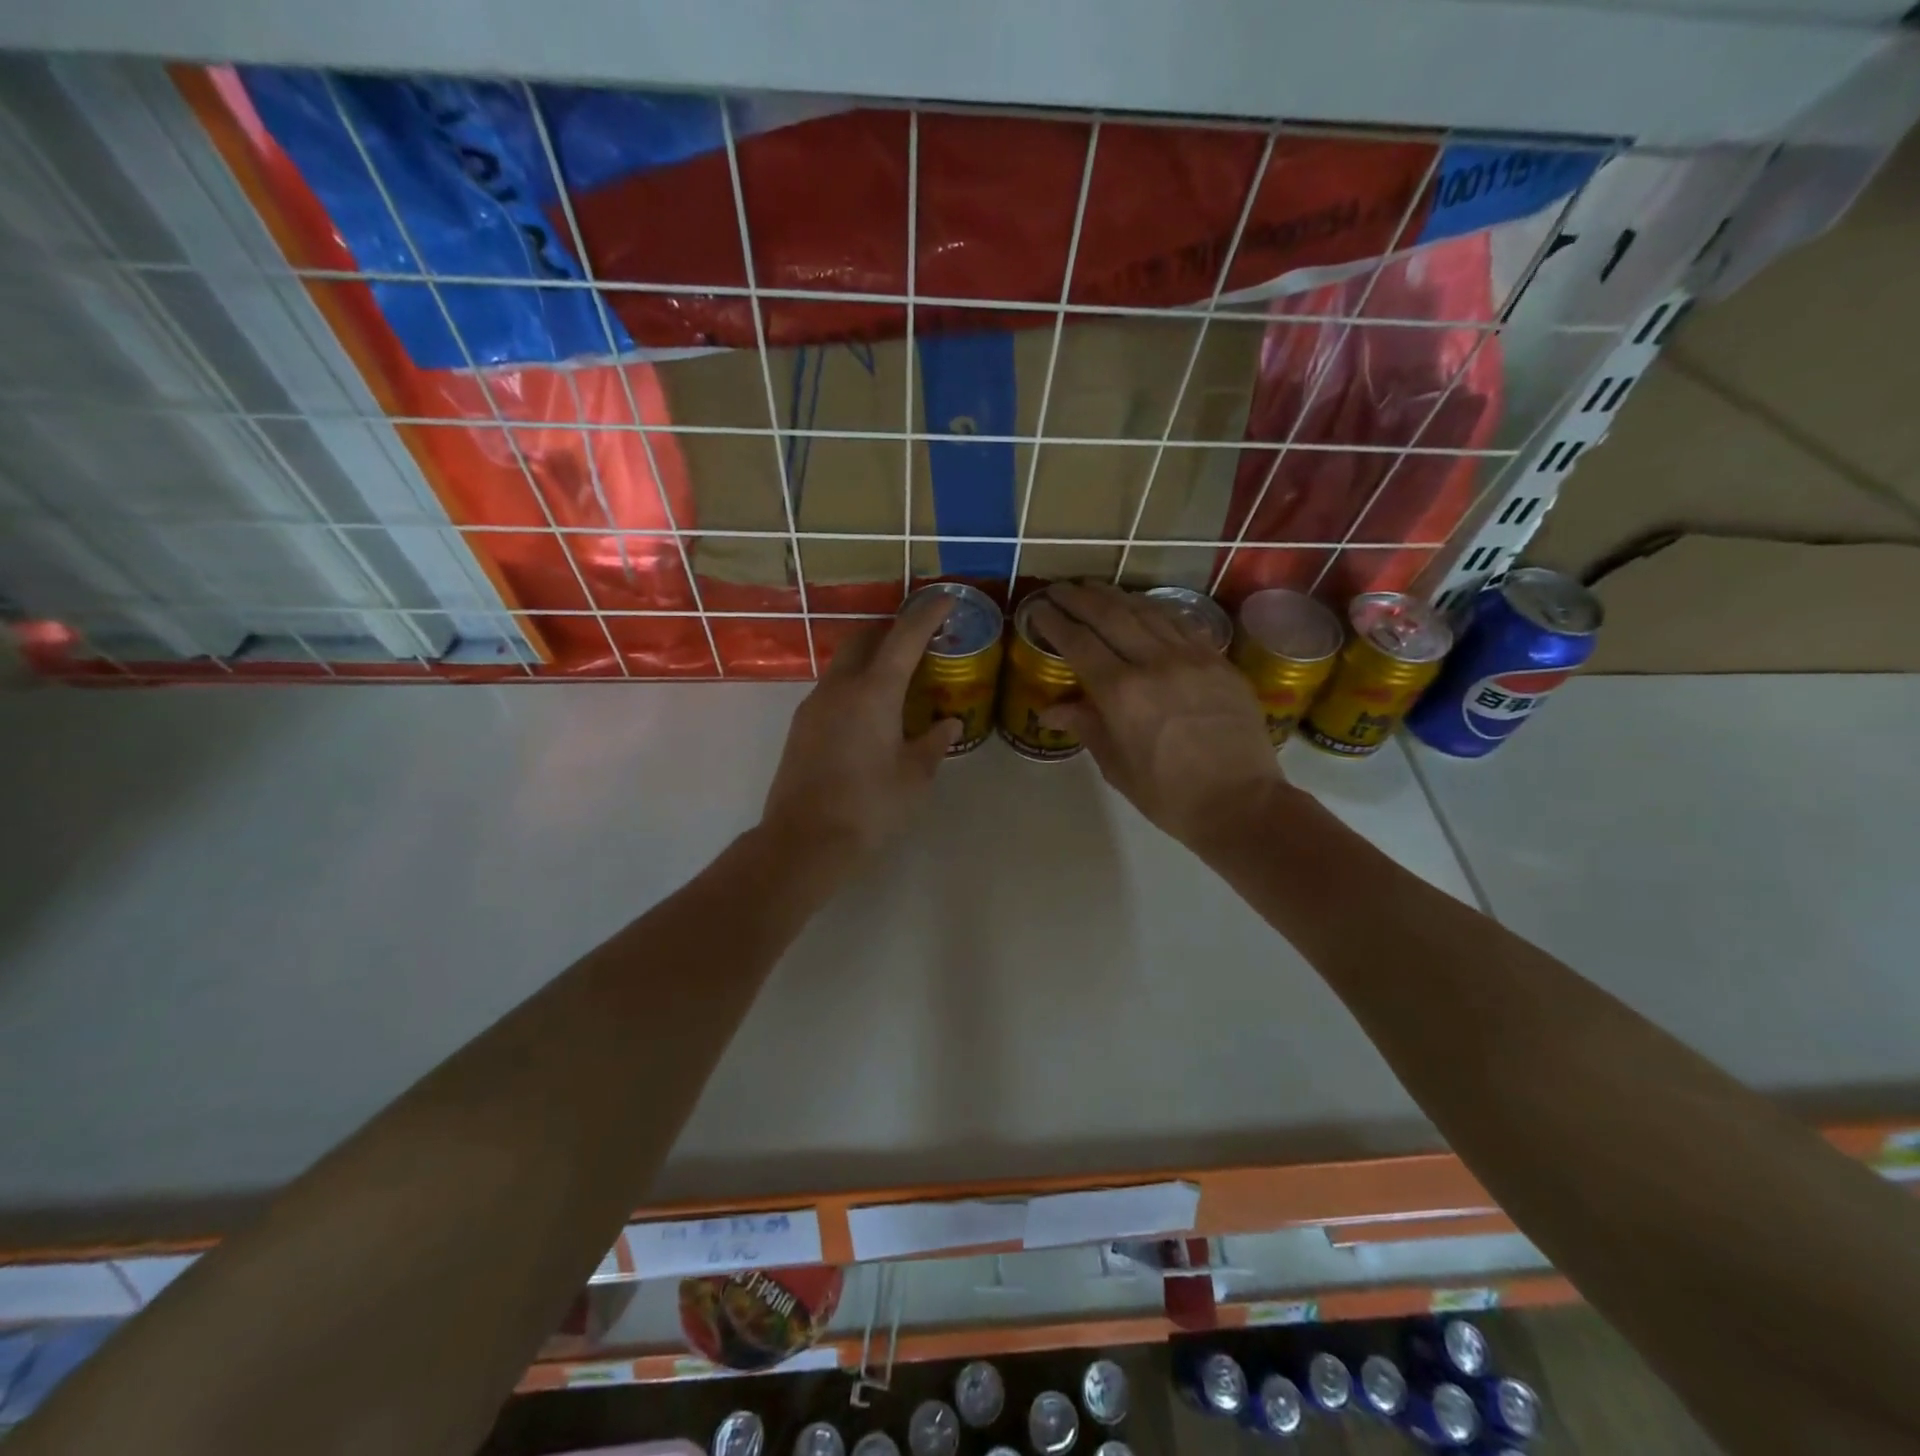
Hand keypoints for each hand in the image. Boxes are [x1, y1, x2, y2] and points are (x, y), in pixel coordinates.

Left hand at [760, 593, 961, 873]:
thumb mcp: (915, 777)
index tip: (945, 599)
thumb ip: (934, 743)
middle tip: (919, 641)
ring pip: (844, 664)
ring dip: (870, 659)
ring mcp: (814, 705)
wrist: (804, 842)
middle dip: (891, 630)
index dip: (927, 615)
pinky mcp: (801, 726)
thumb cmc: (870, 807)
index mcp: (874, 692)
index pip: (904, 637)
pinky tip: (870, 714)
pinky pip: (832, 690)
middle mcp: (839, 687)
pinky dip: (855, 685)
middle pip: (864, 639)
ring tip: (898, 680)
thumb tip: (950, 723)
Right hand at [1028, 582, 1286, 851]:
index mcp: (1121, 693)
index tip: (1037, 608)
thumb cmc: (1169, 795)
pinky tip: (1143, 606)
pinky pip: (1180, 623)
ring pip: (1146, 611)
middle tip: (1060, 589)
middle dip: (1079, 598)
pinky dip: (1155, 609)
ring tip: (1094, 589)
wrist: (1242, 804)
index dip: (1054, 621)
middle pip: (1110, 615)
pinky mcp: (1218, 661)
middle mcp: (1154, 663)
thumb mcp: (1117, 766)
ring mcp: (1191, 657)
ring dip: (1115, 596)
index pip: (1079, 643)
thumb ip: (1086, 726)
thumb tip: (1050, 710)